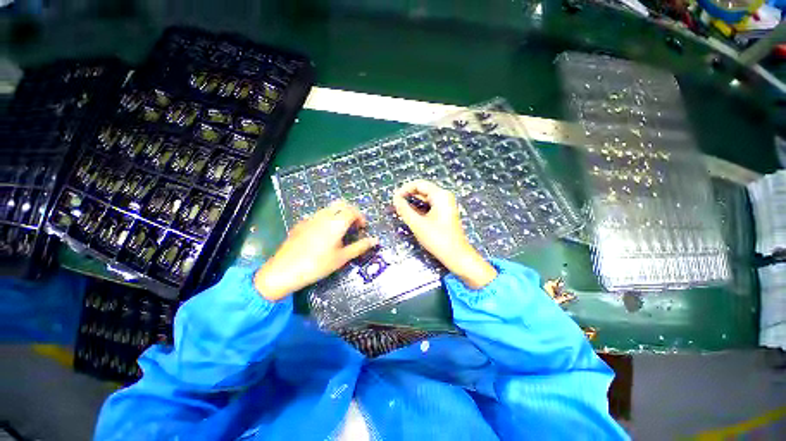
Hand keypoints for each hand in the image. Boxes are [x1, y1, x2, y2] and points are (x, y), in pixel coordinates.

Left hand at [254, 200, 377, 300]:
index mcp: (337, 222)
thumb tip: (375, 240)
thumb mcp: (342, 258)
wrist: (284, 270)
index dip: (361, 217)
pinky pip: (318, 215)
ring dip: (338, 214)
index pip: (353, 211)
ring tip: (340, 230)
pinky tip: (323, 235)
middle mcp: (324, 215)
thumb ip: (360, 247)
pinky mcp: (301, 223)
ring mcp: (311, 218)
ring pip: (329, 208)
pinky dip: (327, 218)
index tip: (362, 228)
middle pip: (341, 203)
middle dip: (350, 211)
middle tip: (353, 224)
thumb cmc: (318, 265)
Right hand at [392, 180, 496, 288]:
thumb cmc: (437, 239)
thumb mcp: (417, 224)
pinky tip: (411, 214)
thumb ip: (404, 209)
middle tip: (395, 204)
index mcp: (440, 195)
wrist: (457, 255)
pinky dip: (420, 207)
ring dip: (413, 201)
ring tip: (400, 209)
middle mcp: (444, 196)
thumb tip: (395, 199)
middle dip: (408, 195)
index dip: (404, 189)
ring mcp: (446, 204)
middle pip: (423, 189)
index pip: (419, 184)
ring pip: (426, 198)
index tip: (394, 198)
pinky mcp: (445, 213)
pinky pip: (430, 205)